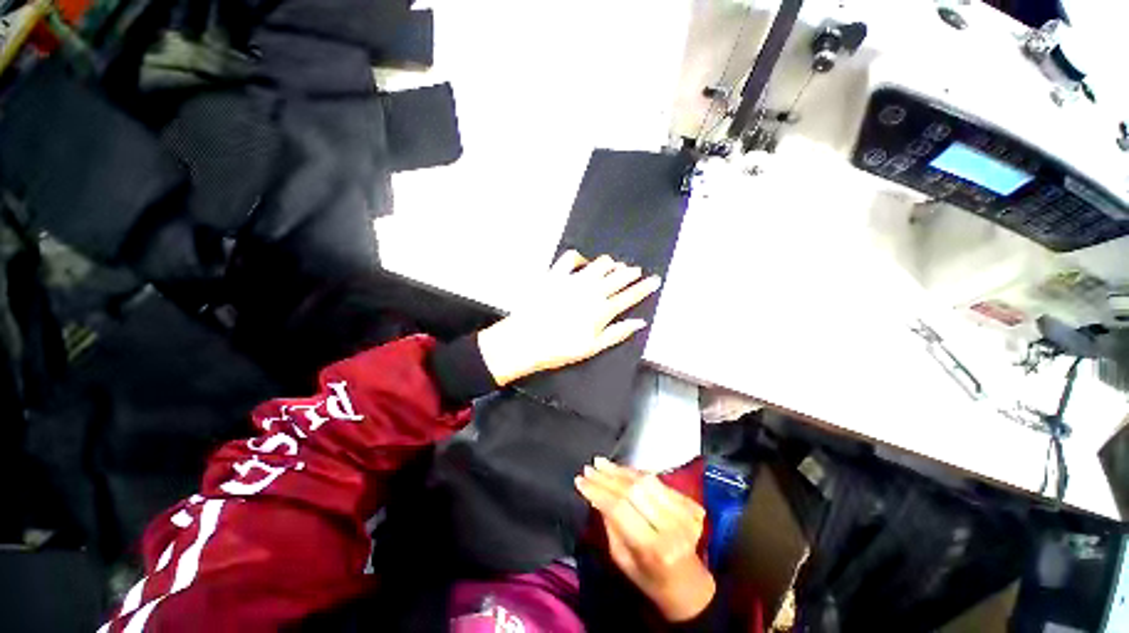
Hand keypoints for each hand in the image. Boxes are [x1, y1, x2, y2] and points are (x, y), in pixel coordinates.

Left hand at [476, 251, 660, 385]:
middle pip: (618, 278)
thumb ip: (618, 333)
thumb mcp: (593, 347)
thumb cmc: (560, 347)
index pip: (630, 296)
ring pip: (600, 264)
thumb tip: (640, 323)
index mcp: (602, 310)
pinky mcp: (556, 275)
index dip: (644, 288)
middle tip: (638, 272)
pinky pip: (571, 259)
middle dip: (631, 273)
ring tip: (616, 266)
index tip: (655, 280)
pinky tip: (584, 262)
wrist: (526, 340)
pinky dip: (580, 258)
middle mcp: (592, 291)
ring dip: (611, 264)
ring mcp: (574, 280)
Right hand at [575, 457, 715, 621]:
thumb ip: (611, 526)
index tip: (580, 480)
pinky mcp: (692, 505)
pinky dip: (638, 473)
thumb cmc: (650, 580)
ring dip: (621, 470)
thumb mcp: (623, 561)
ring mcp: (685, 514)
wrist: (691, 588)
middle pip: (633, 490)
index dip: (597, 491)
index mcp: (654, 548)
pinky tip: (622, 469)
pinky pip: (659, 481)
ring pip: (646, 481)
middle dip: (607, 476)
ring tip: (602, 463)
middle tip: (589, 468)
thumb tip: (596, 495)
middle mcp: (672, 527)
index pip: (619, 509)